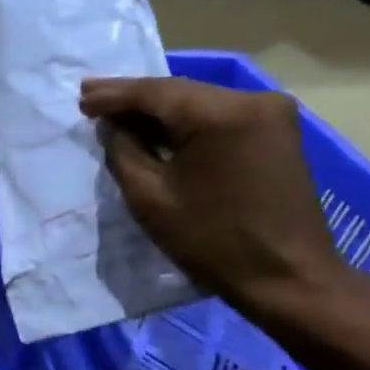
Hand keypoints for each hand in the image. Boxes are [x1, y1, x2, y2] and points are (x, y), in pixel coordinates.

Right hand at [80, 76, 355, 322]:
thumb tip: (113, 124)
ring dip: (159, 108)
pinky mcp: (277, 130)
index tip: (80, 98)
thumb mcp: (150, 198)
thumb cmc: (213, 242)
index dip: (113, 94)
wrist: (289, 278)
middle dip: (134, 97)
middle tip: (91, 97)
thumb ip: (124, 150)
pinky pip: (219, 114)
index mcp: (220, 114)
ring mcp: (270, 112)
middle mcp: (251, 99)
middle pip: (178, 91)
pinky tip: (158, 125)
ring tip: (117, 111)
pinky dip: (186, 120)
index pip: (154, 92)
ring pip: (198, 101)